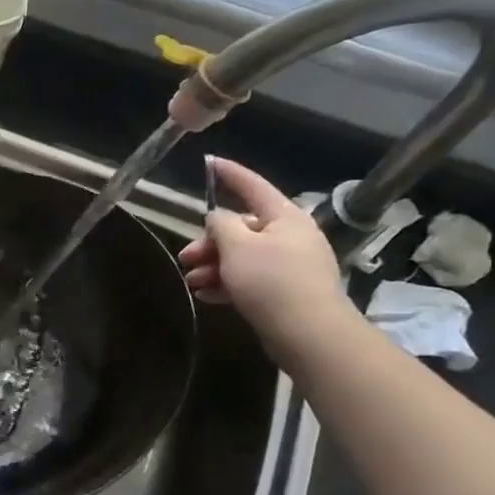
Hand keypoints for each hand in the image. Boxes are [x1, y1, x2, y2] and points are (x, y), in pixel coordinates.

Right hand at [178, 157, 355, 363]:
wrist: (308, 333)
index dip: (229, 174)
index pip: (253, 186)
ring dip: (213, 266)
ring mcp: (289, 265)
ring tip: (192, 282)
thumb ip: (221, 225)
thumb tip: (218, 217)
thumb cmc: (271, 281)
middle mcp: (290, 236)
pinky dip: (227, 284)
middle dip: (209, 242)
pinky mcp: (285, 291)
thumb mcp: (237, 247)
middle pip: (241, 228)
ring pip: (242, 256)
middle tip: (186, 258)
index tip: (210, 161)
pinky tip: (206, 296)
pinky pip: (249, 279)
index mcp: (284, 217)